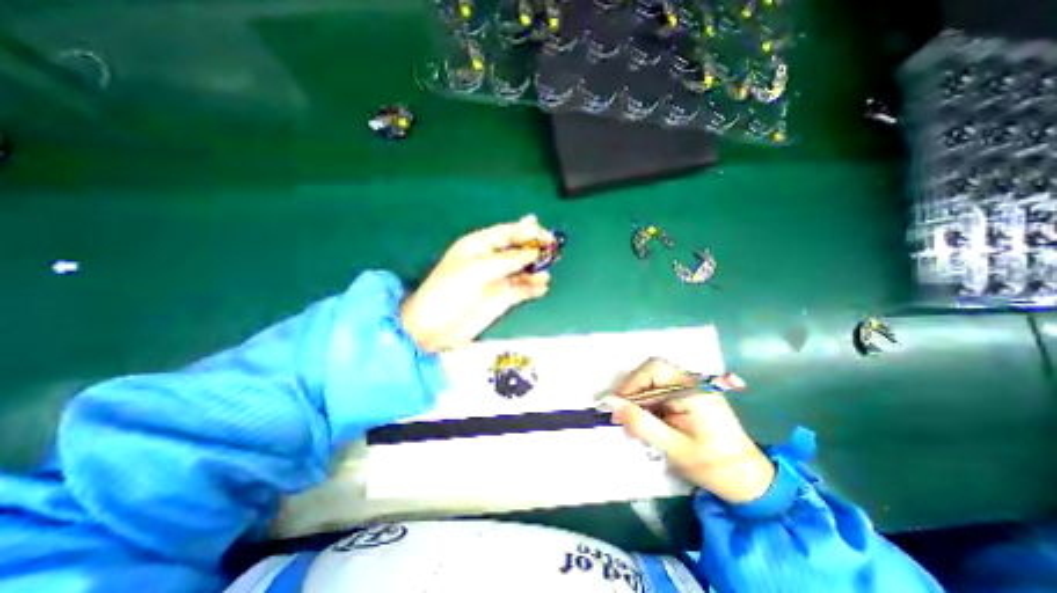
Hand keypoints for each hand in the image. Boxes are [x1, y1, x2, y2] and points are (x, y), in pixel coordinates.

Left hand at [402, 216, 555, 352]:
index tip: (545, 236)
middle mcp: (491, 259)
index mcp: (480, 245)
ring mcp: (498, 279)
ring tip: (545, 274)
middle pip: (519, 250)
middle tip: (552, 251)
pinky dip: (533, 288)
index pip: (508, 233)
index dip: (527, 231)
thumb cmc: (451, 290)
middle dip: (535, 250)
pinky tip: (542, 288)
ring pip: (524, 270)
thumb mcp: (478, 269)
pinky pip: (523, 289)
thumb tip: (533, 251)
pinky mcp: (503, 298)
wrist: (436, 326)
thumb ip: (508, 260)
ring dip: (536, 270)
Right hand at [602, 360, 773, 501]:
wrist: (749, 481)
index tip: (617, 406)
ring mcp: (693, 388)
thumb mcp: (673, 448)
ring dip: (640, 399)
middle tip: (623, 415)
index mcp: (692, 390)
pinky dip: (650, 404)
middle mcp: (693, 382)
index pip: (654, 370)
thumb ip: (641, 423)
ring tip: (634, 424)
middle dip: (634, 391)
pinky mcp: (691, 397)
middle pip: (652, 372)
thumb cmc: (713, 466)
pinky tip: (647, 423)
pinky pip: (662, 391)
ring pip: (655, 381)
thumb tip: (612, 404)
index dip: (631, 384)